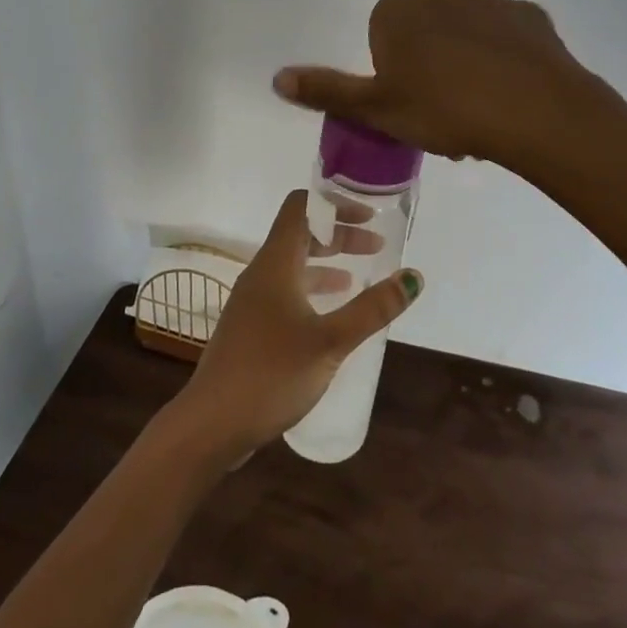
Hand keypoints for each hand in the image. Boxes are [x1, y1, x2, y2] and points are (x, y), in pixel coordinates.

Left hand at [173, 191, 422, 459]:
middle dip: (338, 235)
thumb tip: (414, 276)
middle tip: (376, 247)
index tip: (368, 215)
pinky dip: (313, 290)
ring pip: (294, 265)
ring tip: (360, 277)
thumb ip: (373, 309)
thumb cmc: (272, 373)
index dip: (334, 204)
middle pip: (300, 235)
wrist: (212, 424)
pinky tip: (331, 315)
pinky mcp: (251, 327)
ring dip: (327, 263)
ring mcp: (252, 301)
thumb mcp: (330, 341)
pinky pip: (286, 292)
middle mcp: (261, 273)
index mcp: (275, 263)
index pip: (301, 207)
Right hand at [273, 0, 626, 169]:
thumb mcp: (377, 109)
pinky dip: (505, 57)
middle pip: (424, 29)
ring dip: (466, 59)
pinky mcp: (530, 14)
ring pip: (466, 31)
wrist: (537, 112)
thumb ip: (326, 91)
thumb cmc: (445, 110)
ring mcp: (489, 0)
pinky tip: (512, 91)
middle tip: (443, 110)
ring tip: (481, 107)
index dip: (392, 71)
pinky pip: (507, 35)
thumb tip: (276, 78)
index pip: (382, 34)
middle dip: (428, 62)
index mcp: (399, 13)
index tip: (409, 103)